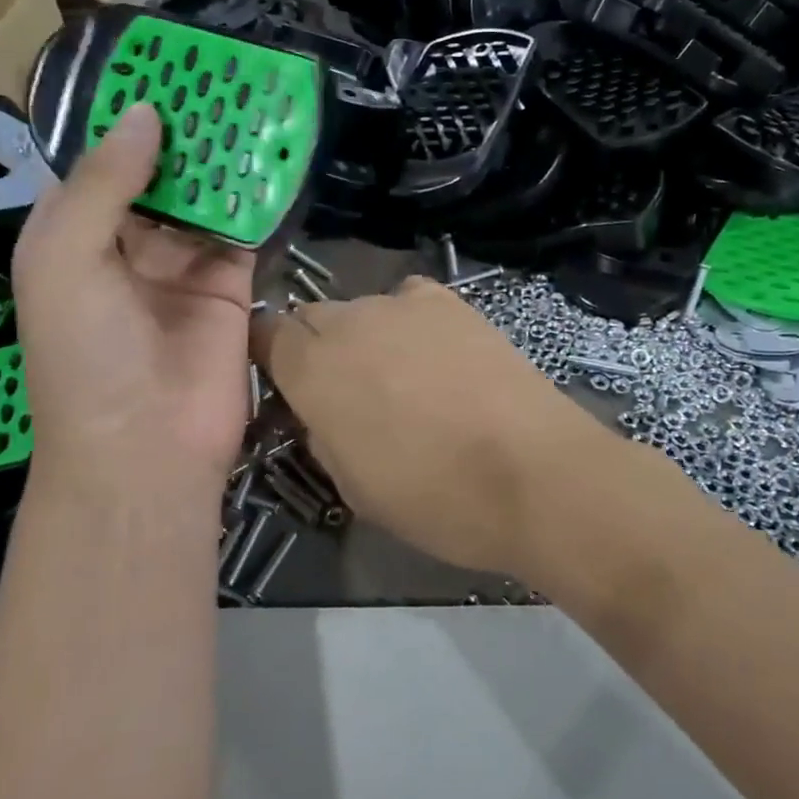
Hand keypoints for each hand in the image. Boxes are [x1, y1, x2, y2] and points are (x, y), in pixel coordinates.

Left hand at [13, 102, 254, 501]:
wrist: (146, 446)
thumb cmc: (85, 354)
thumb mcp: (66, 259)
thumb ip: (106, 184)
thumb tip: (147, 114)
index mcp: (74, 236)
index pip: (97, 161)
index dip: (122, 116)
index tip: (156, 67)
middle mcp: (128, 245)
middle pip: (158, 173)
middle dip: (182, 130)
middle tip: (216, 75)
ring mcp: (183, 265)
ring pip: (205, 196)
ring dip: (223, 156)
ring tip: (250, 100)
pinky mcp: (232, 284)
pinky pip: (245, 230)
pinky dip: (258, 196)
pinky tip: (275, 153)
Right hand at [254, 277, 619, 576]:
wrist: (534, 473)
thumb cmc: (434, 498)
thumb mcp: (352, 486)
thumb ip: (322, 433)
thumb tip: (323, 410)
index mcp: (312, 368)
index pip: (264, 335)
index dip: (272, 359)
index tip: (289, 386)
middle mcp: (350, 321)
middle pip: (312, 317)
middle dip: (317, 348)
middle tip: (346, 392)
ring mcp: (404, 303)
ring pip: (363, 309)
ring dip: (366, 337)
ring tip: (402, 377)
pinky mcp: (452, 302)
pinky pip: (410, 300)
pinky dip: (410, 322)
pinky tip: (436, 355)